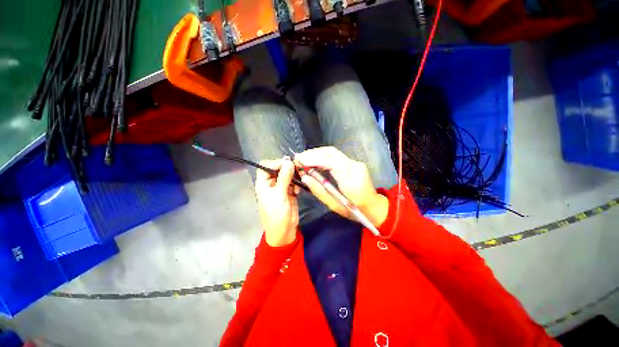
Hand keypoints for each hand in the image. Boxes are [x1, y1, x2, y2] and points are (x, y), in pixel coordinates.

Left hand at [255, 158, 300, 246]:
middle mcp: (271, 183)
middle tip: (298, 170)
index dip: (275, 163)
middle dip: (288, 169)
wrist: (284, 231)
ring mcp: (281, 188)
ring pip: (287, 175)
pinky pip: (293, 183)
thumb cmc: (277, 214)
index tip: (287, 164)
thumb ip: (284, 177)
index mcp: (263, 183)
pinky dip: (297, 184)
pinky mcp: (290, 192)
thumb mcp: (279, 194)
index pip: (266, 166)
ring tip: (299, 182)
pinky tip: (298, 191)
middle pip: (278, 169)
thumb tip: (288, 161)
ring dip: (294, 177)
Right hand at [294, 147, 388, 226]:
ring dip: (317, 153)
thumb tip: (304, 178)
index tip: (299, 161)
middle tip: (298, 158)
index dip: (314, 159)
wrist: (374, 207)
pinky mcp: (353, 163)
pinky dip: (323, 156)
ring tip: (303, 158)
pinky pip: (335, 156)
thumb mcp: (334, 205)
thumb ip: (319, 190)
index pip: (331, 162)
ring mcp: (355, 163)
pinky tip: (314, 160)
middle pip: (331, 153)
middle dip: (313, 153)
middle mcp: (354, 166)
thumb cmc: (354, 210)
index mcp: (351, 180)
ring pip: (333, 152)